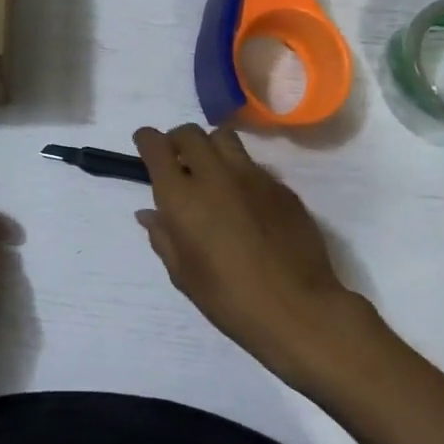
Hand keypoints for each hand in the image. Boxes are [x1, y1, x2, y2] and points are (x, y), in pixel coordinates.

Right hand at [133, 124, 387, 391]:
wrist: (299, 310)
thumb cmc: (229, 299)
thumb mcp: (183, 274)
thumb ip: (163, 237)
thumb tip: (149, 214)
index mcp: (182, 197)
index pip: (156, 146)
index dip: (146, 140)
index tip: (144, 144)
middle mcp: (215, 175)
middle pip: (190, 133)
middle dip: (177, 140)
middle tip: (176, 161)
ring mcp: (253, 177)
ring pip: (224, 139)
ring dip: (210, 147)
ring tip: (211, 173)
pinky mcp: (281, 187)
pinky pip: (253, 166)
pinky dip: (240, 173)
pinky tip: (245, 204)